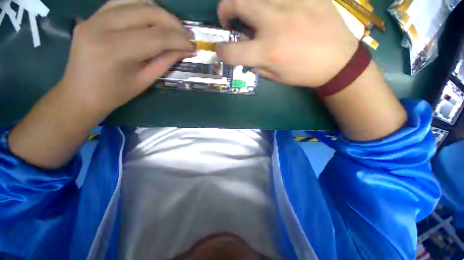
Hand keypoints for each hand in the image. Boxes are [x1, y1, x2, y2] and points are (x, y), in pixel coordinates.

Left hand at [61, 1, 194, 112]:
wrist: (80, 93)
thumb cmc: (115, 93)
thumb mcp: (145, 80)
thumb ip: (166, 61)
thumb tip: (185, 50)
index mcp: (115, 50)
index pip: (156, 36)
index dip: (179, 40)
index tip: (193, 46)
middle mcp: (102, 26)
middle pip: (147, 12)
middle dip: (173, 23)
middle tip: (186, 35)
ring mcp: (94, 17)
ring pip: (135, 1)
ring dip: (159, 13)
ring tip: (172, 28)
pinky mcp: (92, 16)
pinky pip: (122, 2)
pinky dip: (142, 7)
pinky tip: (152, 20)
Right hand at [216, 0, 358, 87]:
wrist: (338, 60)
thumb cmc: (304, 73)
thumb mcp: (275, 76)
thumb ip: (256, 65)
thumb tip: (245, 56)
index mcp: (267, 51)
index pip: (230, 50)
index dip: (221, 51)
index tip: (222, 51)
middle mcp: (275, 22)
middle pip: (236, 3)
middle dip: (225, 11)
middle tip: (230, 20)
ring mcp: (292, 2)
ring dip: (246, 3)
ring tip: (253, 13)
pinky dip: (271, 1)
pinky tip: (277, 10)